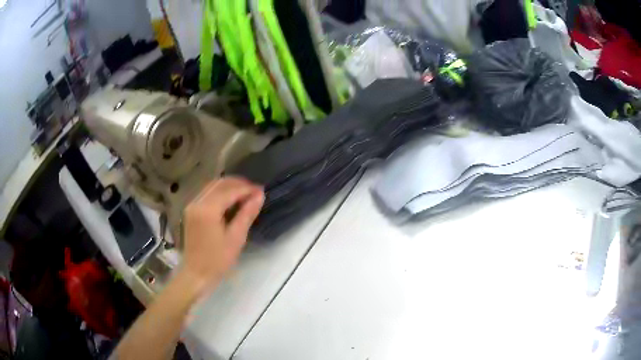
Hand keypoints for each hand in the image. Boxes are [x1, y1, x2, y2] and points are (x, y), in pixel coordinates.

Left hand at [181, 177, 263, 295]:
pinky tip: (231, 200)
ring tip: (246, 194)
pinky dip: (220, 193)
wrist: (196, 273)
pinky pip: (207, 194)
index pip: (229, 190)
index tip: (261, 190)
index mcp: (207, 210)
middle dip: (238, 184)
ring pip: (212, 187)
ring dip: (229, 187)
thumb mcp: (236, 238)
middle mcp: (197, 202)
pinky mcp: (191, 211)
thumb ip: (247, 214)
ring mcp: (192, 205)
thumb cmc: (218, 260)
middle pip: (219, 184)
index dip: (247, 188)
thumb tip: (260, 195)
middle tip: (255, 191)